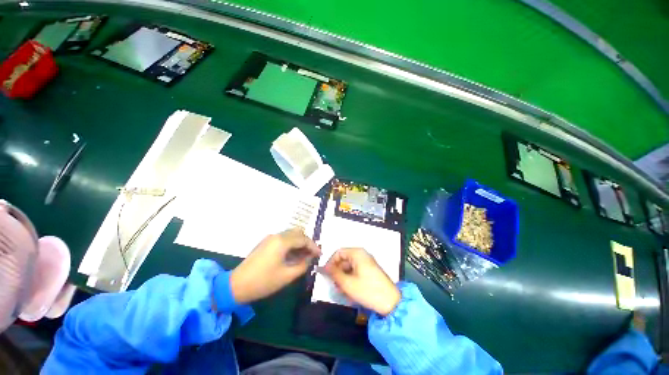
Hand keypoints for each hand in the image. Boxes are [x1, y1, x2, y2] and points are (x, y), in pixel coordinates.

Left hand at [229, 229, 320, 303]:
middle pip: (298, 233)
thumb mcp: (287, 276)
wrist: (236, 285)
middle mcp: (277, 235)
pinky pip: (283, 239)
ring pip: (290, 235)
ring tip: (304, 255)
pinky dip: (291, 244)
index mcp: (282, 241)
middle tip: (312, 254)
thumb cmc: (263, 281)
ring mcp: (270, 238)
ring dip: (299, 242)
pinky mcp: (266, 243)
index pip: (303, 239)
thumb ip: (302, 265)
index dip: (314, 246)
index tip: (320, 254)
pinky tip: (293, 255)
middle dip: (307, 242)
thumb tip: (310, 259)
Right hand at [323, 248, 400, 315]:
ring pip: (349, 267)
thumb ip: (334, 273)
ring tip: (341, 290)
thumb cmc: (367, 290)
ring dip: (343, 277)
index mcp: (357, 253)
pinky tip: (349, 291)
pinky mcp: (370, 271)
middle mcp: (362, 255)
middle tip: (334, 285)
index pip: (338, 253)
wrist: (391, 302)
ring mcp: (367, 263)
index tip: (326, 274)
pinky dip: (351, 279)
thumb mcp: (347, 283)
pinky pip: (356, 272)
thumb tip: (323, 268)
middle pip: (344, 259)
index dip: (330, 262)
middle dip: (337, 272)